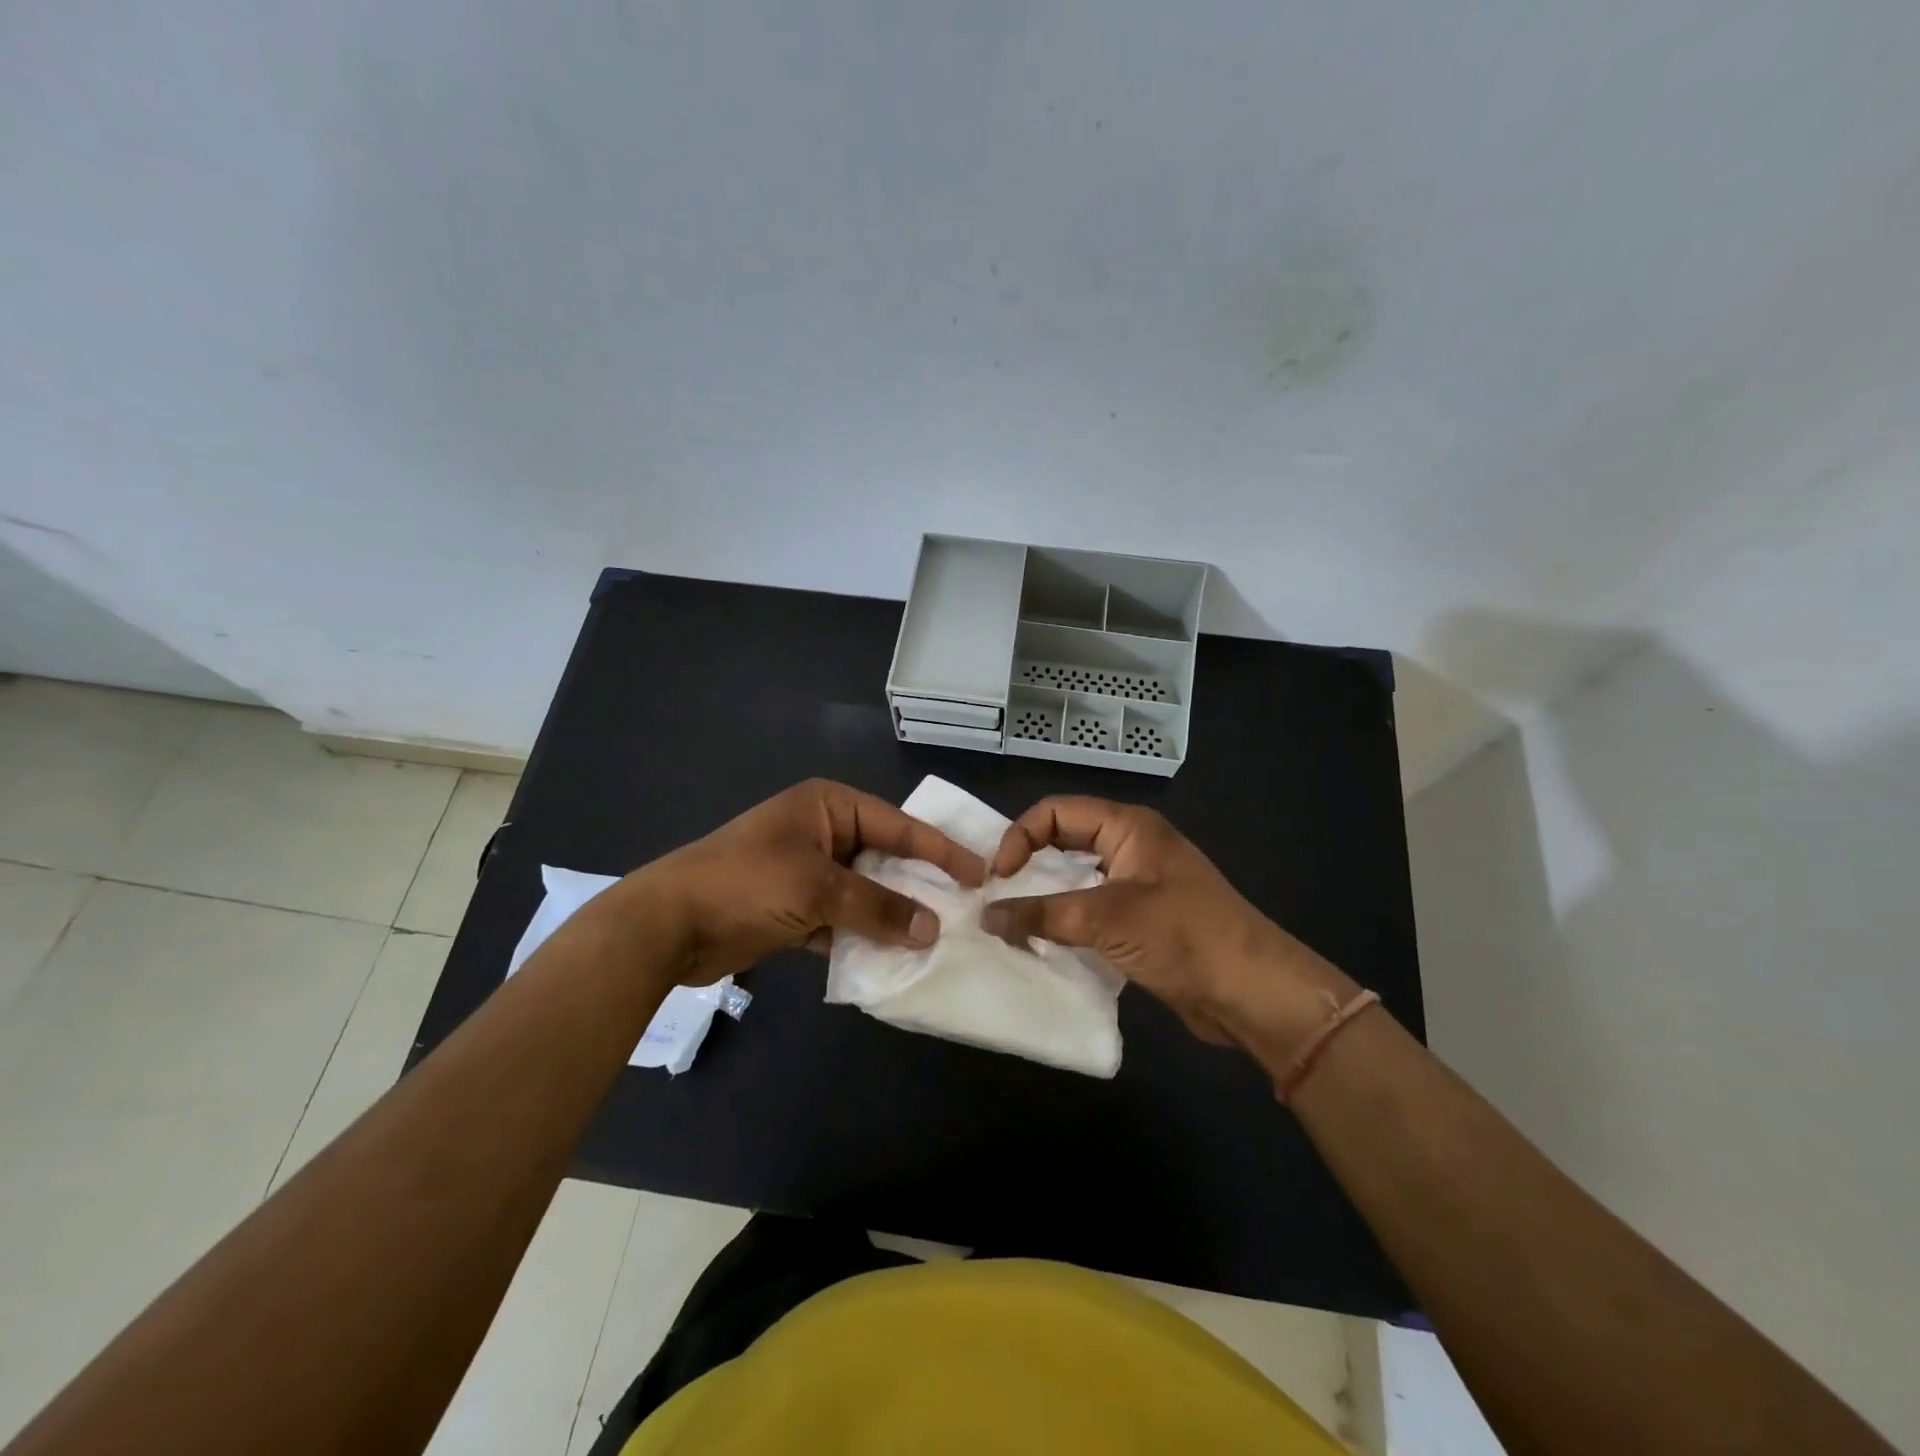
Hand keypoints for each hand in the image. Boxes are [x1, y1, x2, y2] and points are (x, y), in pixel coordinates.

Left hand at [633, 779, 985, 983]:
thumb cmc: (746, 885)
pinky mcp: (797, 907)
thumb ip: (879, 907)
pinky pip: (844, 919)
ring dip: (894, 916)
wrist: (667, 926)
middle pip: (886, 858)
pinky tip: (893, 958)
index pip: (900, 825)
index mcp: (829, 806)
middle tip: (966, 910)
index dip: (941, 851)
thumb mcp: (818, 889)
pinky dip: (864, 936)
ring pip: (867, 892)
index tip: (980, 874)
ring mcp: (809, 871)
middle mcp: (823, 832)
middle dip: (920, 886)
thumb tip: (932, 929)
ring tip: (938, 939)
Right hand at [981, 796, 1357, 1054]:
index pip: (1057, 812)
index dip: (1021, 837)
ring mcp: (1137, 883)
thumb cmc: (1182, 937)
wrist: (1251, 992)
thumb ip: (1042, 914)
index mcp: (1127, 827)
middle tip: (995, 897)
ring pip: (1076, 877)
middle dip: (1029, 865)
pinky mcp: (1140, 920)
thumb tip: (986, 916)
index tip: (998, 878)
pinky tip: (1043, 943)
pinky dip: (1064, 921)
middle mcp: (1130, 846)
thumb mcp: (1106, 919)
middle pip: (1064, 841)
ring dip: (1044, 897)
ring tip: (1010, 922)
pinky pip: (1089, 909)